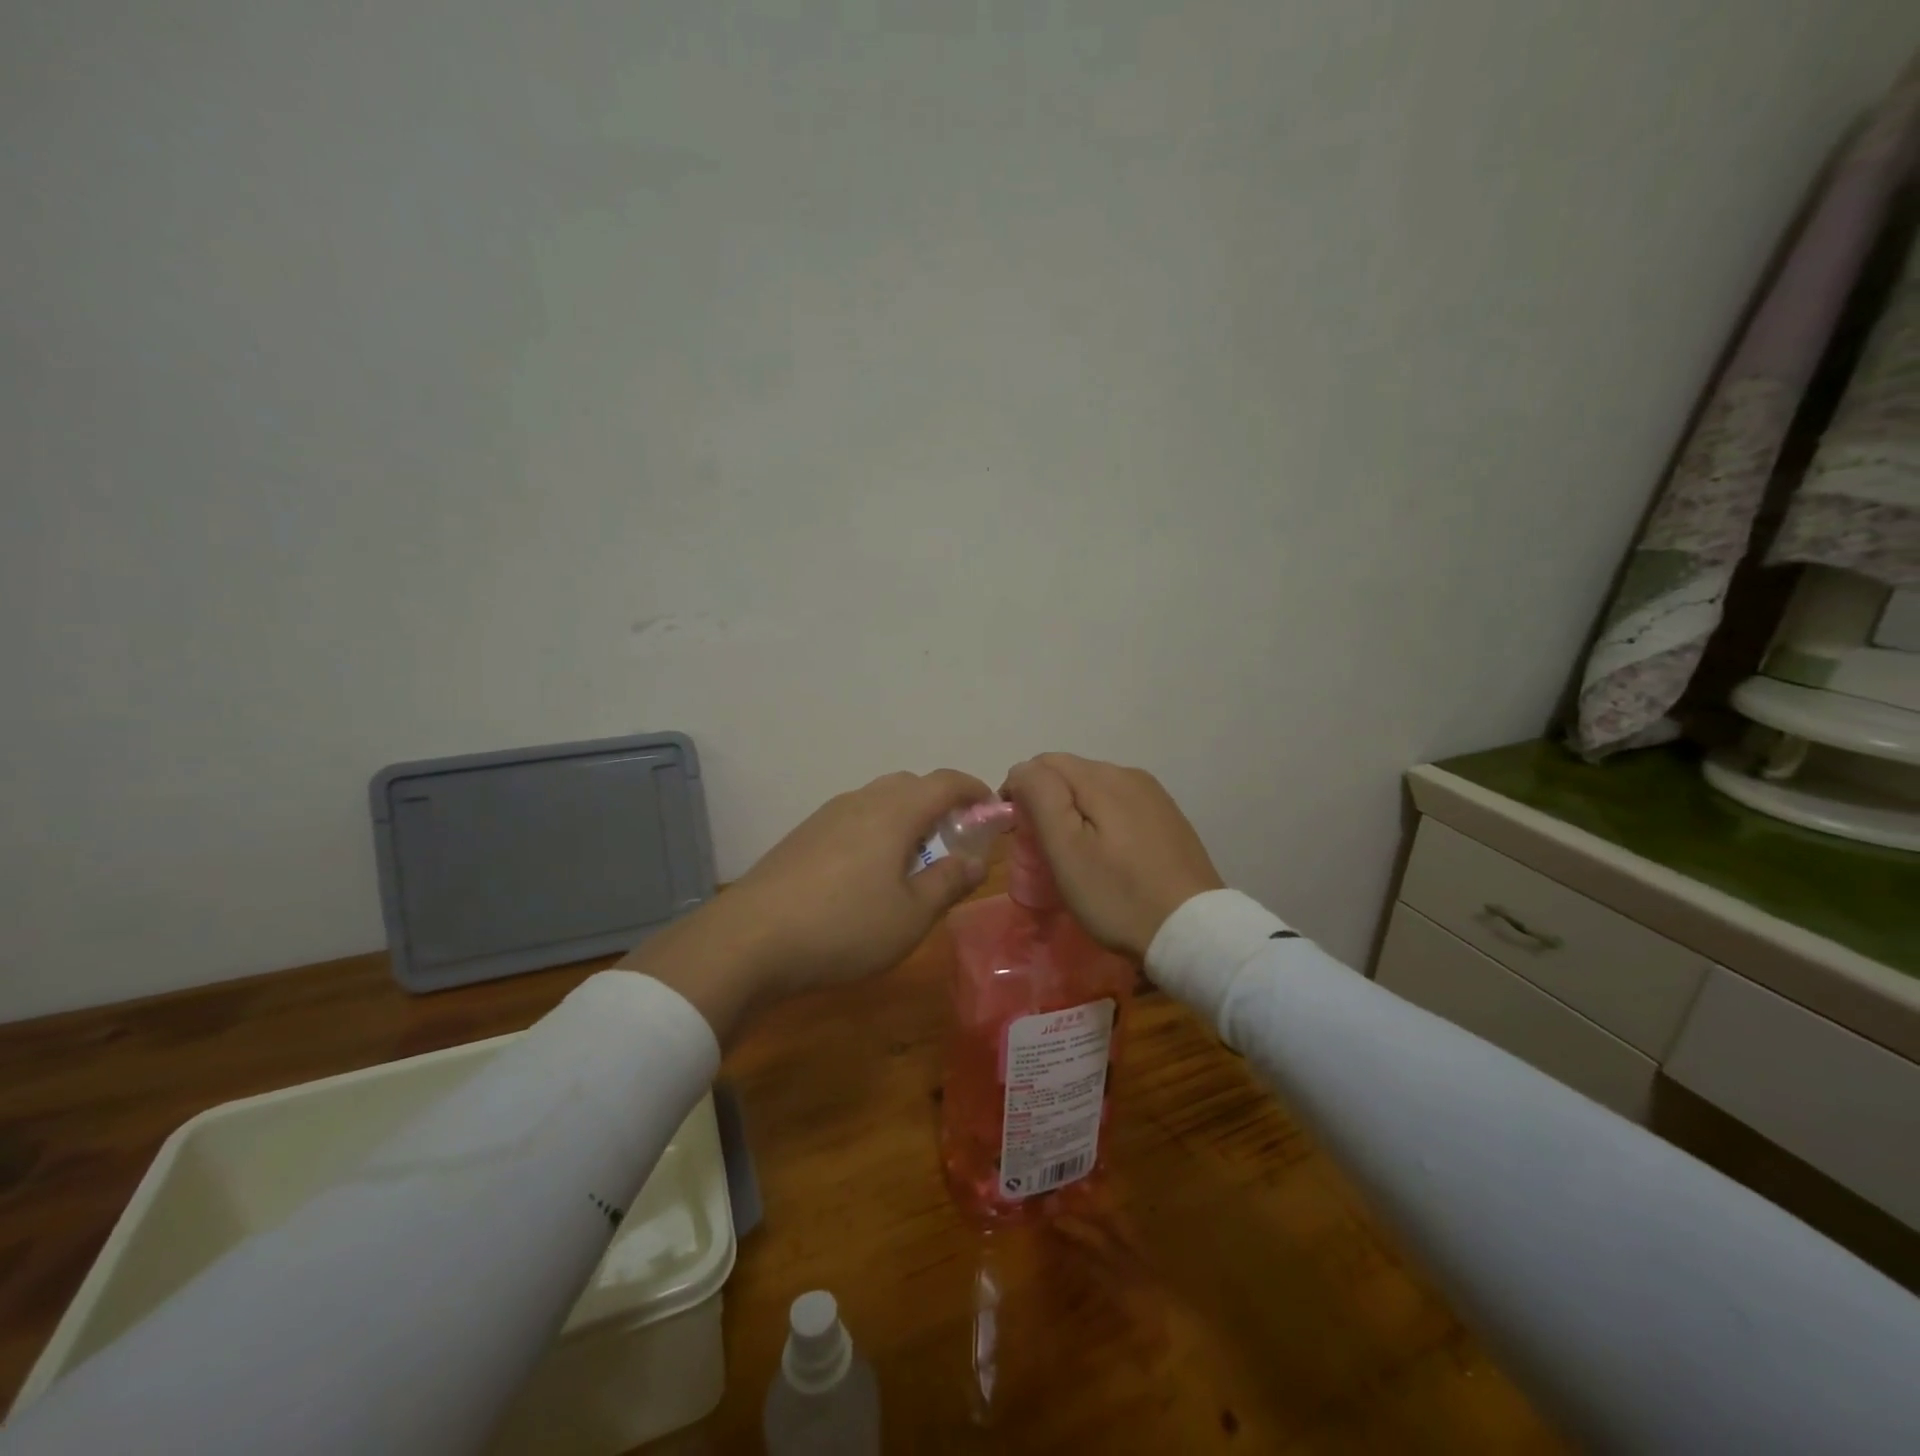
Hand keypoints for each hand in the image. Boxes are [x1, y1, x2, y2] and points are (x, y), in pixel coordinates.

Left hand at [623, 769, 992, 1041]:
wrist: (750, 939)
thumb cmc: (845, 926)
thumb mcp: (911, 915)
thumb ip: (949, 881)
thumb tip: (978, 859)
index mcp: (895, 812)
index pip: (945, 782)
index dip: (974, 789)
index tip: (992, 808)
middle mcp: (861, 801)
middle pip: (910, 785)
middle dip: (939, 804)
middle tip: (954, 839)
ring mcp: (826, 816)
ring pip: (878, 801)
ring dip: (905, 818)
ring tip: (912, 860)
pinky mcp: (802, 836)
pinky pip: (853, 819)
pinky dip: (876, 831)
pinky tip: (868, 873)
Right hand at [1000, 754, 1223, 958]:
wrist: (1193, 932)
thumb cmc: (1118, 895)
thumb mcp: (1066, 849)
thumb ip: (1041, 798)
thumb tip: (1023, 770)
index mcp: (1103, 777)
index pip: (1043, 763)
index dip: (1021, 792)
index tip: (1017, 834)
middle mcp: (1130, 774)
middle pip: (1070, 774)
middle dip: (1047, 802)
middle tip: (1042, 851)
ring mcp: (1154, 797)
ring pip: (1095, 790)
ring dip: (1074, 812)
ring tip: (1073, 856)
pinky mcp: (1168, 819)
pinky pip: (1120, 807)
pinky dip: (1101, 822)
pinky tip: (1107, 857)